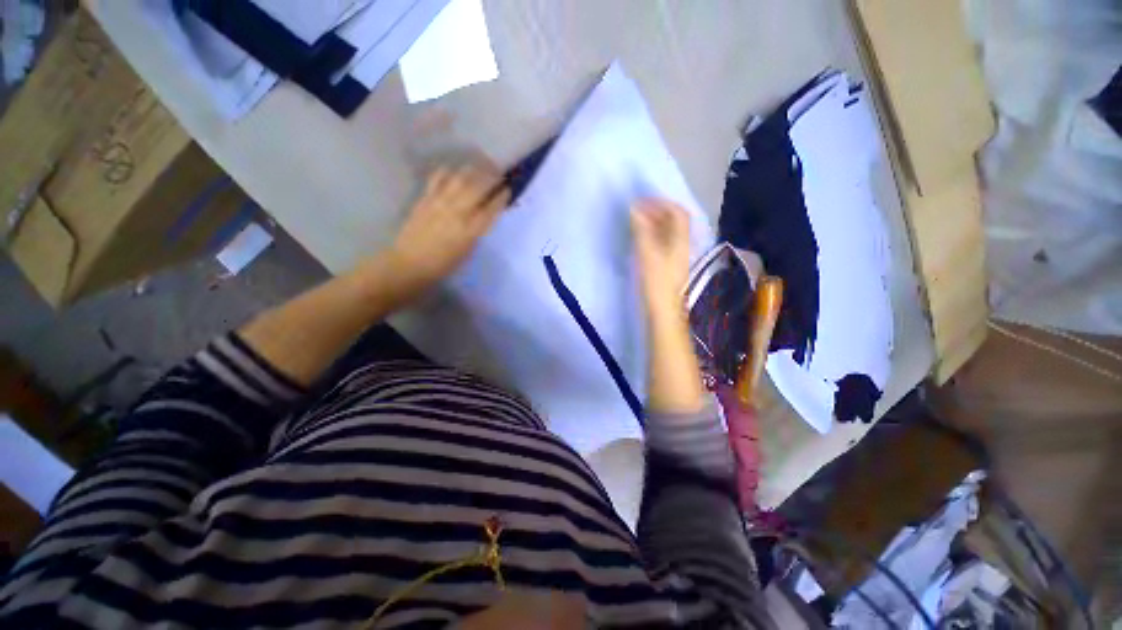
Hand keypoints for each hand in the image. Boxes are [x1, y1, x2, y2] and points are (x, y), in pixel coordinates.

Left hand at [385, 161, 509, 297]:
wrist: (410, 264)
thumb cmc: (443, 265)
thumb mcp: (468, 251)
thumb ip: (477, 231)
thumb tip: (485, 215)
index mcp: (471, 230)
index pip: (491, 208)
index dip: (501, 197)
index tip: (507, 189)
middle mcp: (458, 213)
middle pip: (478, 188)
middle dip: (491, 177)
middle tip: (498, 172)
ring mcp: (440, 203)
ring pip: (460, 179)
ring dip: (473, 170)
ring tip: (481, 165)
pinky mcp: (425, 199)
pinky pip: (437, 179)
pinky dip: (447, 172)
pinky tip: (453, 170)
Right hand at [631, 199, 690, 314]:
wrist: (663, 312)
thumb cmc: (656, 283)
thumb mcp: (647, 254)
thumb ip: (642, 230)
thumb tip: (635, 208)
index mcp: (680, 240)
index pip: (677, 213)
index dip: (662, 202)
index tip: (643, 200)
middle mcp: (681, 245)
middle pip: (674, 222)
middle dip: (657, 211)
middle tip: (638, 209)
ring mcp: (675, 256)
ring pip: (668, 233)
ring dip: (654, 223)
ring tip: (637, 221)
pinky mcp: (667, 266)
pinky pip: (662, 243)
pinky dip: (652, 236)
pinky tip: (641, 239)